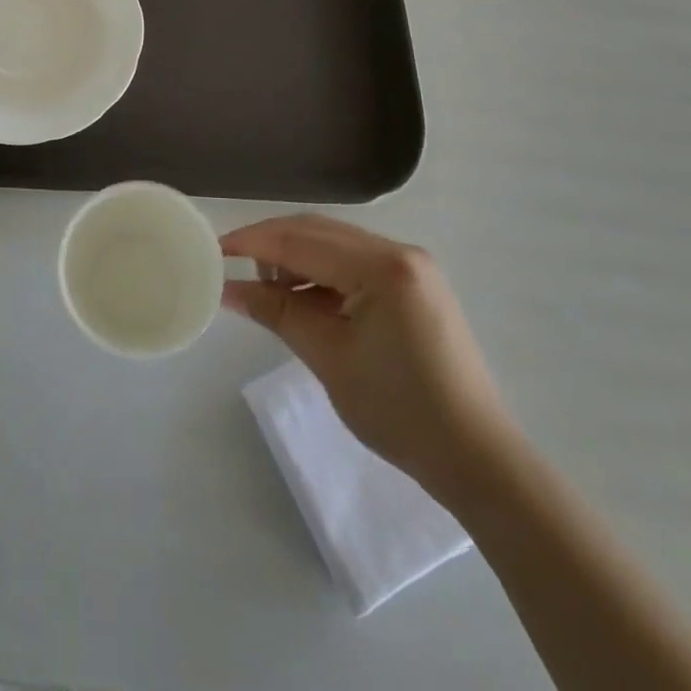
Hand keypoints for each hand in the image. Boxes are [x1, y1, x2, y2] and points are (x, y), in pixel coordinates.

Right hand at [221, 215, 514, 502]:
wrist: (477, 459)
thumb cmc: (399, 411)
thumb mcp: (328, 357)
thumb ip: (276, 311)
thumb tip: (227, 289)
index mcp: (381, 266)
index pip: (300, 240)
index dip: (252, 242)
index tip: (213, 250)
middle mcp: (398, 251)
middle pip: (317, 232)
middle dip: (271, 246)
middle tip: (234, 271)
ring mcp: (410, 265)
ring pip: (334, 244)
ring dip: (296, 260)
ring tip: (270, 295)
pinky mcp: (414, 284)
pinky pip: (354, 262)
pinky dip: (322, 274)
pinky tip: (305, 301)